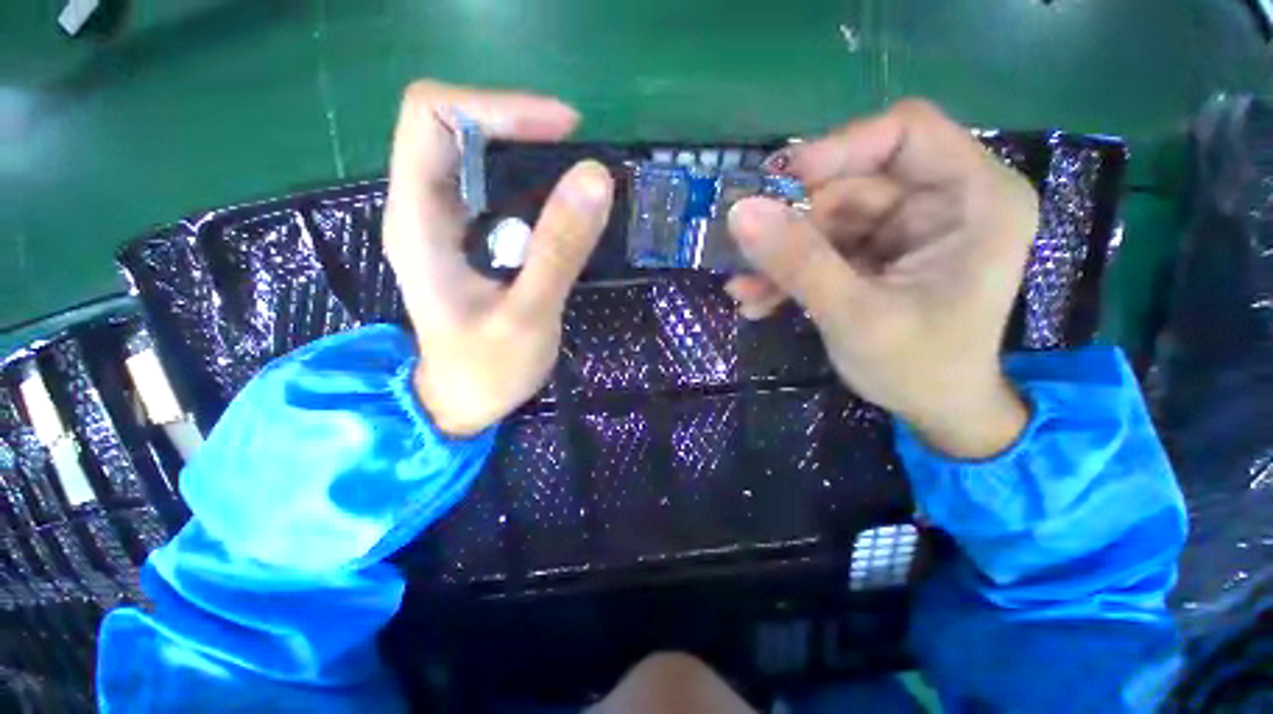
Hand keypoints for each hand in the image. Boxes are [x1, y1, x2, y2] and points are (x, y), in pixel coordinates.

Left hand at [383, 81, 613, 435]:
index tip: (564, 131)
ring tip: (577, 179)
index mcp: (418, 221)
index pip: (431, 118)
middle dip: (516, 124)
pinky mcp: (469, 238)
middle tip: (577, 153)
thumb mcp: (528, 316)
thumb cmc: (487, 370)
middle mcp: (422, 208)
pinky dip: (531, 183)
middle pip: (452, 125)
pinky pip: (495, 188)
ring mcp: (445, 223)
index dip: (496, 107)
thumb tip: (595, 178)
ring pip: (475, 154)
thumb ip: (558, 251)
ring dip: (527, 152)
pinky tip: (562, 207)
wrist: (464, 401)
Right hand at [725, 100, 1038, 457]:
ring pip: (826, 219)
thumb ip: (798, 263)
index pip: (905, 132)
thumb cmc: (917, 368)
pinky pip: (822, 247)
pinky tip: (759, 300)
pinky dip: (789, 272)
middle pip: (852, 183)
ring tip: (746, 293)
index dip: (837, 149)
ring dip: (781, 256)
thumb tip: (741, 212)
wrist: (934, 410)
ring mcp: (906, 228)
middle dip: (794, 225)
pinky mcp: (877, 252)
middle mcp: (943, 201)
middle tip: (749, 258)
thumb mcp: (855, 316)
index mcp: (975, 199)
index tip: (777, 184)